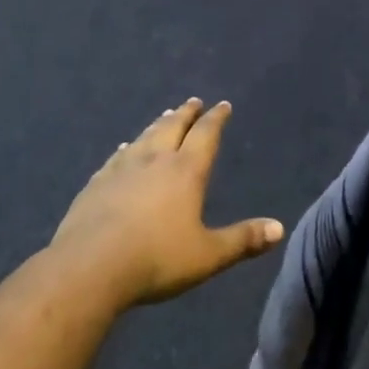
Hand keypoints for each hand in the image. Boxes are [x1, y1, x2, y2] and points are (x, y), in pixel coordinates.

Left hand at [51, 99, 284, 308]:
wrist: (90, 266)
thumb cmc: (156, 260)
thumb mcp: (207, 255)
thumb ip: (242, 240)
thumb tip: (279, 227)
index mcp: (185, 171)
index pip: (206, 135)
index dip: (216, 119)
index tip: (222, 105)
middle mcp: (155, 159)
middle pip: (173, 127)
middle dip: (186, 113)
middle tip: (193, 101)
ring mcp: (122, 168)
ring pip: (145, 137)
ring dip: (158, 124)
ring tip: (165, 116)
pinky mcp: (97, 182)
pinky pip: (117, 157)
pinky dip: (127, 148)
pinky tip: (124, 148)